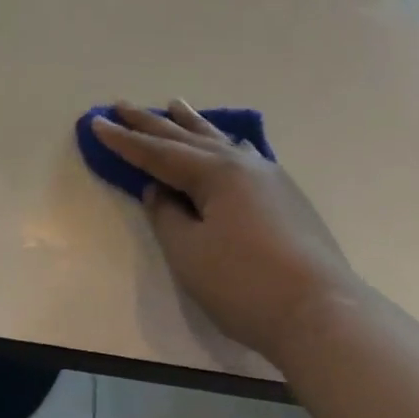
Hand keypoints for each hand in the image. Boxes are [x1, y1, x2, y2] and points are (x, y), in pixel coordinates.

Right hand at [92, 101, 355, 365]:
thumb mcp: (189, 253)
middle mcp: (241, 163)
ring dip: (191, 124)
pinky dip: (224, 143)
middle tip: (122, 104)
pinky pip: (244, 154)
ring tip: (174, 104)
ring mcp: (268, 177)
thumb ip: (168, 216)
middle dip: (151, 124)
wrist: (322, 313)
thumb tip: (161, 191)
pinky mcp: (286, 196)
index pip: (157, 153)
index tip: (96, 122)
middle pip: (186, 138)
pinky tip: (228, 142)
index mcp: (214, 172)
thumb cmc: (245, 284)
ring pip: (219, 140)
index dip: (124, 140)